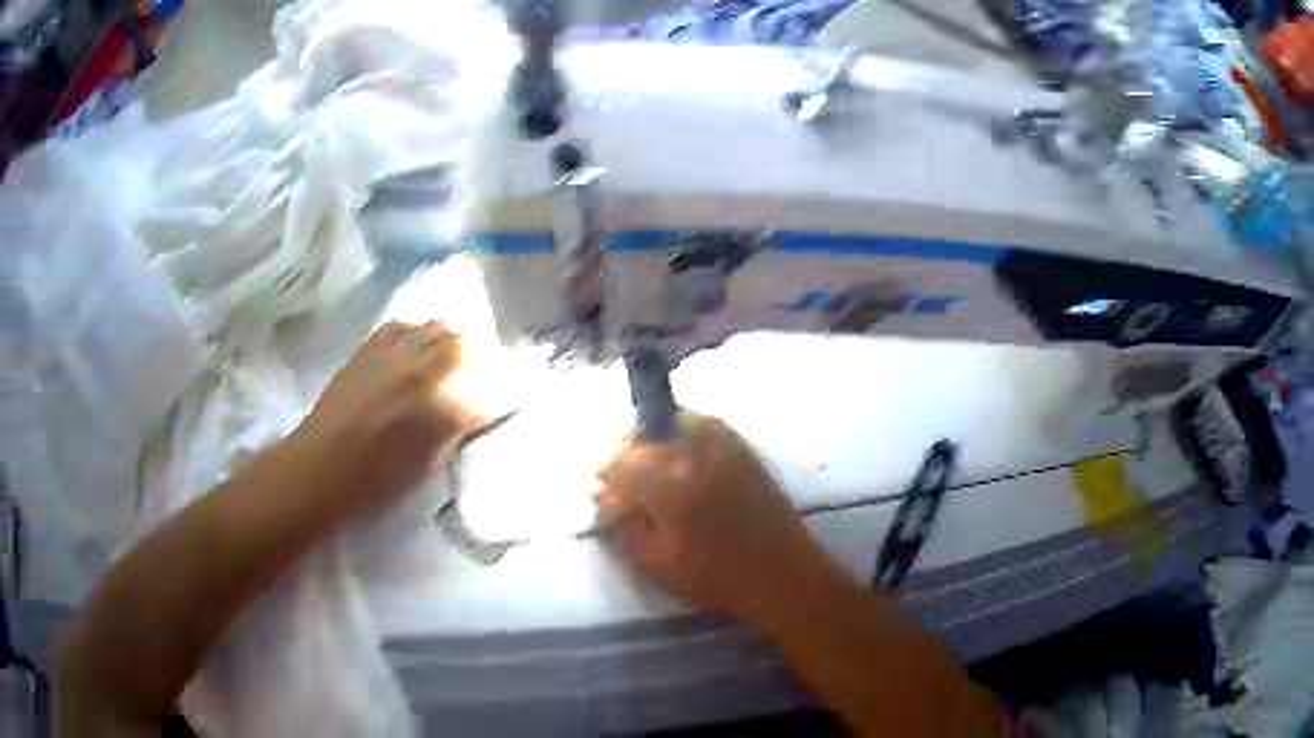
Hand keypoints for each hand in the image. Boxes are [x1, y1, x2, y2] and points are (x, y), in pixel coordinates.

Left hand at [294, 321, 477, 510]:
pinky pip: (403, 326)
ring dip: (446, 345)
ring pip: (436, 329)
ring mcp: (394, 352)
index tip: (493, 404)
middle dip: (475, 362)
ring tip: (442, 366)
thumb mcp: (431, 462)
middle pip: (466, 345)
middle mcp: (423, 368)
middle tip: (472, 383)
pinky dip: (415, 335)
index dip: (495, 392)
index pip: (488, 385)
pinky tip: (412, 352)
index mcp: (443, 405)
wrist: (322, 467)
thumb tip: (475, 412)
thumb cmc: (379, 479)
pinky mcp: (369, 348)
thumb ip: (457, 430)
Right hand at [594, 413, 845, 624]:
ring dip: (650, 437)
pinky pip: (702, 423)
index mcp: (670, 489)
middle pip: (642, 437)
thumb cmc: (715, 577)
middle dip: (623, 453)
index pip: (619, 463)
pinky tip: (677, 452)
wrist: (780, 573)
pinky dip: (681, 430)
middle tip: (619, 479)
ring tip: (645, 460)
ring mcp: (723, 446)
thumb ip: (623, 525)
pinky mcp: (742, 448)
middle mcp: (695, 457)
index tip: (601, 490)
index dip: (604, 475)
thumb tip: (604, 496)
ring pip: (671, 420)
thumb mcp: (655, 564)